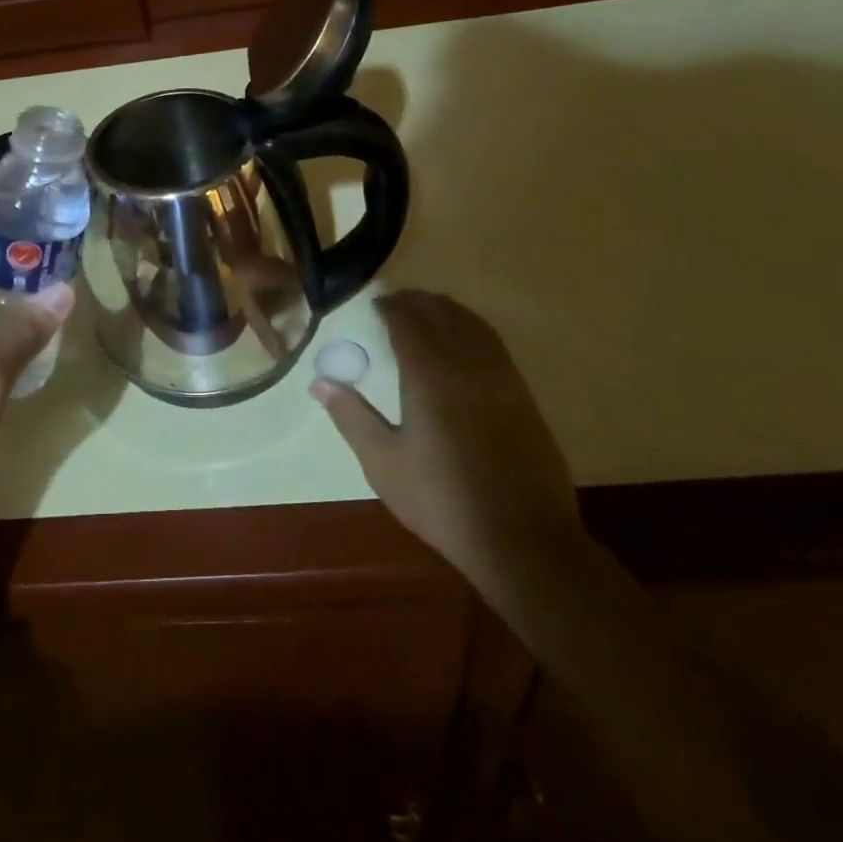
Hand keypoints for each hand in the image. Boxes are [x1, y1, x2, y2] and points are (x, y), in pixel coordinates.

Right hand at [313, 290, 579, 591]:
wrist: (523, 539)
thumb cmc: (443, 501)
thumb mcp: (384, 464)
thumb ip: (351, 417)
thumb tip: (319, 382)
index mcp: (430, 375)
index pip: (408, 321)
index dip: (390, 306)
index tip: (374, 304)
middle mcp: (467, 364)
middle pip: (443, 313)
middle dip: (417, 302)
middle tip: (395, 304)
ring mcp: (501, 377)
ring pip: (473, 324)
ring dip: (447, 311)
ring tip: (427, 314)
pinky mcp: (523, 396)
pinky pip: (493, 343)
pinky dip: (471, 329)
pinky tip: (463, 346)